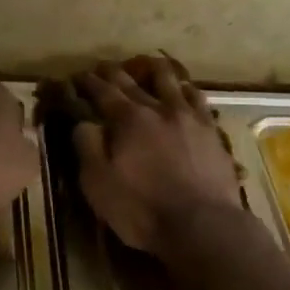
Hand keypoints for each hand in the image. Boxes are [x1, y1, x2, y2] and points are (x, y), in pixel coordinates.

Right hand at [72, 56, 243, 254]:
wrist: (203, 225)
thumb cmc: (143, 209)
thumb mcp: (98, 183)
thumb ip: (87, 146)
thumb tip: (84, 121)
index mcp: (128, 119)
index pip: (102, 91)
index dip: (88, 82)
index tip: (77, 76)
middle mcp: (159, 108)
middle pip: (133, 81)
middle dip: (114, 72)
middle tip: (104, 67)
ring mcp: (189, 117)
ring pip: (171, 81)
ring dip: (155, 70)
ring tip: (148, 65)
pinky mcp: (212, 131)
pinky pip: (198, 99)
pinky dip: (186, 89)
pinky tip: (185, 90)